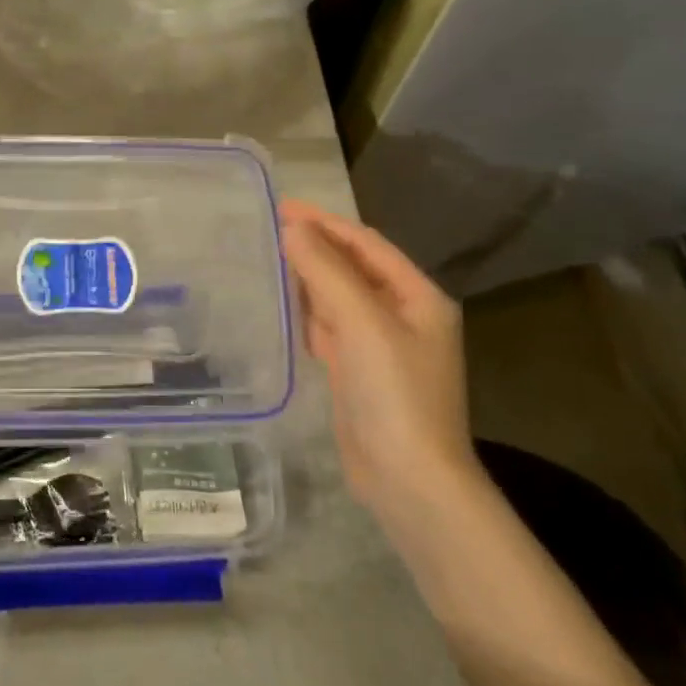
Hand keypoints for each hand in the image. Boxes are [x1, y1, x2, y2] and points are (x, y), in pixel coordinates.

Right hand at [279, 200, 478, 531]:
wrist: (408, 479)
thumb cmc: (394, 393)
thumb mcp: (362, 323)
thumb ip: (327, 272)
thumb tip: (294, 230)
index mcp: (418, 297)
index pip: (366, 245)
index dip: (325, 222)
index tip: (282, 206)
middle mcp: (403, 316)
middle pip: (353, 269)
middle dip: (315, 247)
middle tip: (268, 228)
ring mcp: (381, 347)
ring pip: (339, 299)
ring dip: (309, 278)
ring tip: (269, 258)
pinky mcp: (359, 373)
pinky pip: (331, 330)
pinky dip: (308, 313)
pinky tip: (284, 306)